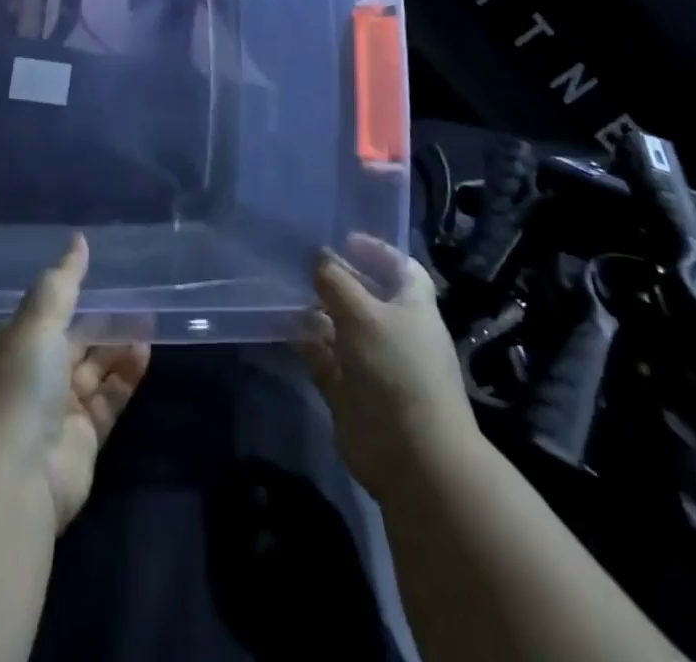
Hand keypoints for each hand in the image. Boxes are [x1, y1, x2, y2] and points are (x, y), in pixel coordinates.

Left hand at [0, 235, 150, 531]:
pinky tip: (144, 354)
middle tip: (135, 301)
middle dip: (100, 323)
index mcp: (11, 347)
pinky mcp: (83, 440)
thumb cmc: (19, 385)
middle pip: (71, 343)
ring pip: (93, 370)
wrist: (15, 477)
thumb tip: (79, 239)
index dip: (67, 297)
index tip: (98, 276)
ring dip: (117, 348)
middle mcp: (31, 377)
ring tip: (147, 324)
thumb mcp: (38, 321)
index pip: (41, 315)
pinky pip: (108, 399)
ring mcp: (56, 412)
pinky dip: (125, 377)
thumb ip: (63, 281)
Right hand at [297, 236, 478, 499]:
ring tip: (282, 286)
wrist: (413, 456)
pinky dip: (304, 341)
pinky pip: (322, 355)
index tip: (344, 239)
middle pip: (364, 295)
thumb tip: (317, 256)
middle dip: (335, 278)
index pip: (400, 267)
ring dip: (314, 309)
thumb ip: (336, 281)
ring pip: (339, 325)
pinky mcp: (349, 389)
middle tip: (298, 258)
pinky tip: (281, 324)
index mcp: (414, 306)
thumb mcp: (363, 313)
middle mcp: (394, 330)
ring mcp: (371, 361)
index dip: (376, 251)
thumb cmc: (398, 368)